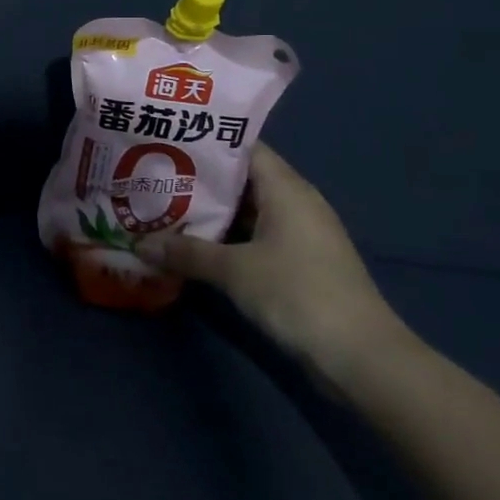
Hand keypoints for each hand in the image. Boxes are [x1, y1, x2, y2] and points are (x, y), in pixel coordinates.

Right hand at [136, 145, 412, 388]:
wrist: (361, 357)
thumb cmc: (298, 294)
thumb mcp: (234, 270)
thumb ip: (186, 252)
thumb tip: (138, 243)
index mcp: (286, 189)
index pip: (243, 148)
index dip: (205, 143)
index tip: (166, 141)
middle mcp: (295, 203)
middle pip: (241, 180)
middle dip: (198, 180)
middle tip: (152, 176)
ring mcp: (299, 235)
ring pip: (245, 212)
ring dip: (209, 213)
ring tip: (162, 208)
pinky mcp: (298, 264)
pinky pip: (253, 237)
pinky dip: (225, 238)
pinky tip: (192, 245)